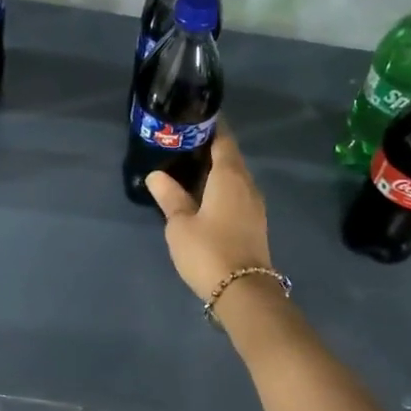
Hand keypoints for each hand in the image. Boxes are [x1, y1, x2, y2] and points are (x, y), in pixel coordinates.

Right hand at [145, 124, 274, 303]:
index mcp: (229, 176)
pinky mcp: (255, 224)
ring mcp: (255, 205)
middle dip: (210, 148)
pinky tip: (204, 195)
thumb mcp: (180, 225)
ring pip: (235, 178)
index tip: (192, 118)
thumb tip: (156, 175)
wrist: (243, 291)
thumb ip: (169, 197)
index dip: (210, 127)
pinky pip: (237, 195)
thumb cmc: (208, 251)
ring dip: (216, 170)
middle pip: (230, 157)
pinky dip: (221, 188)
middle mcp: (247, 184)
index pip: (223, 140)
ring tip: (190, 168)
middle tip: (183, 143)